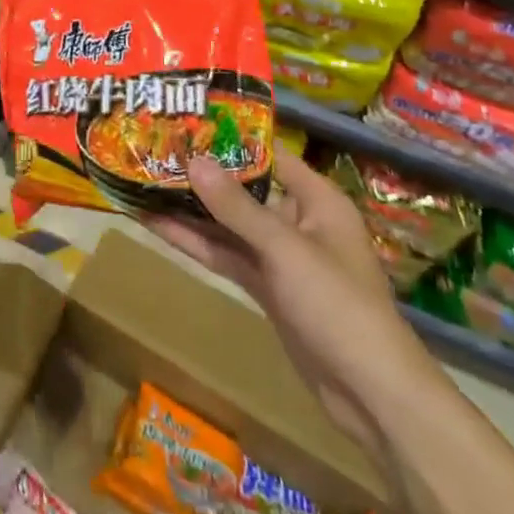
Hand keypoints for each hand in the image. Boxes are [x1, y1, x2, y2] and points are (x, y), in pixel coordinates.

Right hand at [146, 148, 441, 465]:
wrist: (370, 392)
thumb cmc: (338, 304)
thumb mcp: (285, 249)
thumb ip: (236, 207)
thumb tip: (194, 160)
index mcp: (316, 200)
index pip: (270, 154)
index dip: (231, 137)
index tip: (187, 121)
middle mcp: (298, 220)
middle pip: (243, 189)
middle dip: (202, 174)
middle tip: (153, 151)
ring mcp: (280, 256)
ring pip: (229, 224)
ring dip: (191, 210)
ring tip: (143, 184)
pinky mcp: (266, 286)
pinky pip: (226, 255)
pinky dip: (196, 243)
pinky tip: (158, 226)